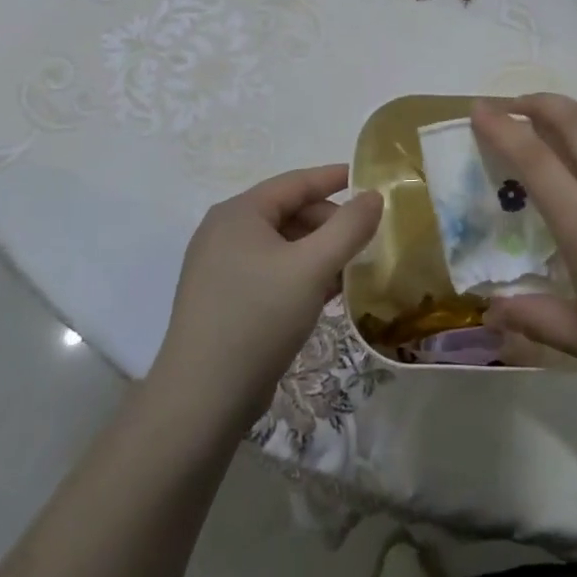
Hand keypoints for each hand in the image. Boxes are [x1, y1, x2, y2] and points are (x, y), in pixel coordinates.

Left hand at [150, 166, 382, 427]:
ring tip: (351, 270)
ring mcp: (219, 267)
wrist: (203, 398)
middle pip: (288, 213)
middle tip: (365, 241)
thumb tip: (373, 196)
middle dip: (329, 223)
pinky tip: (325, 294)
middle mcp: (224, 232)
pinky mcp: (222, 299)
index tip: (369, 181)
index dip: (334, 178)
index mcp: (239, 213)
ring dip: (318, 252)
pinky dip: (299, 274)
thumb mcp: (313, 268)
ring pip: (281, 245)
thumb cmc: (259, 318)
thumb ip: (349, 227)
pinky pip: (270, 271)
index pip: (296, 182)